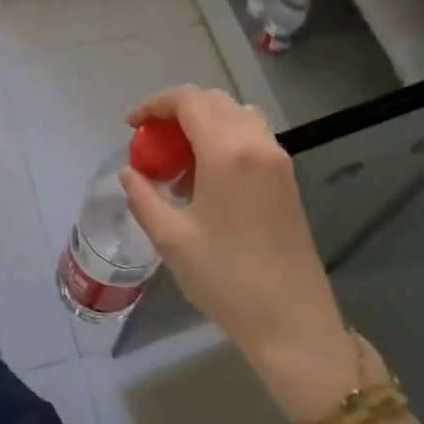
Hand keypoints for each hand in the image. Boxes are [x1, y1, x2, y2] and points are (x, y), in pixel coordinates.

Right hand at [119, 86, 356, 422]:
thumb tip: (131, 173)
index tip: (132, 127)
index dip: (155, 105)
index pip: (189, 100)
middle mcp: (257, 144)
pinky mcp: (288, 180)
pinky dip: (224, 140)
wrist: (292, 323)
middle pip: (214, 102)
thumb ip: (144, 197)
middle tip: (151, 143)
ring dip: (203, 124)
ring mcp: (278, 161)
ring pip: (236, 116)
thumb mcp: (170, 239)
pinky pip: (252, 138)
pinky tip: (206, 179)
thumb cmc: (226, 279)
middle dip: (177, 112)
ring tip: (178, 160)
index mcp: (228, 152)